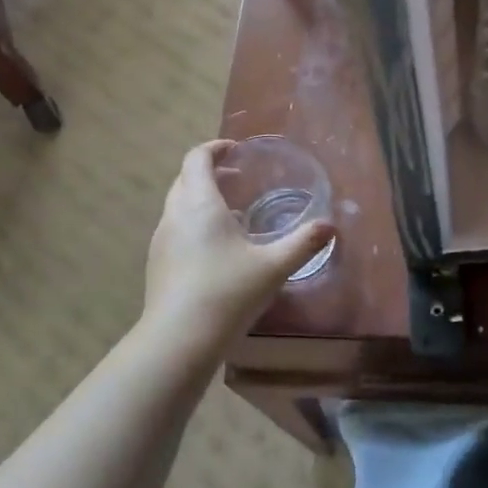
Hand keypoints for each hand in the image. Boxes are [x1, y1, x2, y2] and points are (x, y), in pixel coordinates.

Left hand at [142, 140, 335, 347]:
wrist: (179, 339)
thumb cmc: (228, 292)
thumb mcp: (273, 267)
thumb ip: (303, 243)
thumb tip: (330, 226)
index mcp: (199, 204)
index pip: (197, 159)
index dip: (214, 148)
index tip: (235, 149)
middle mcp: (174, 216)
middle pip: (184, 180)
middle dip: (208, 172)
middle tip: (236, 178)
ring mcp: (161, 241)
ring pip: (177, 207)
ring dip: (200, 200)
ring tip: (232, 215)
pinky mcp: (157, 265)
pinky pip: (175, 231)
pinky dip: (193, 226)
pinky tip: (217, 252)